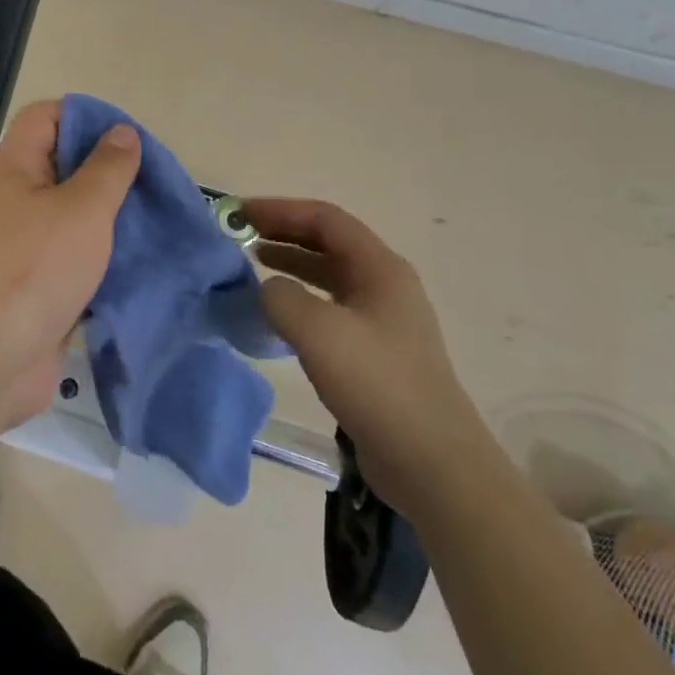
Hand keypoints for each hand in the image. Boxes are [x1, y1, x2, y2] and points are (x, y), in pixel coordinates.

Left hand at [0, 100, 140, 435]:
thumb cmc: (32, 269)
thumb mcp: (81, 209)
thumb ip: (107, 169)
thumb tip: (122, 133)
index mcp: (15, 167)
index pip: (47, 117)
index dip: (86, 117)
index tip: (130, 139)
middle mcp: (16, 200)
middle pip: (65, 167)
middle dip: (110, 172)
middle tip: (155, 183)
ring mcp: (25, 246)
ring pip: (75, 217)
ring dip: (112, 220)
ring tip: (157, 221)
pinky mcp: (38, 287)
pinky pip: (76, 259)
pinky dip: (105, 259)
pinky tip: (141, 263)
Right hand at [250, 199, 472, 518]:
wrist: (433, 464)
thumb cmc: (378, 386)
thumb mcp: (319, 333)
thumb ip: (282, 298)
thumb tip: (267, 289)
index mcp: (380, 267)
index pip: (325, 219)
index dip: (281, 210)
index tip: (241, 214)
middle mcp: (385, 284)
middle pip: (329, 243)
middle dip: (284, 234)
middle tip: (241, 237)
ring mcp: (383, 320)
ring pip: (330, 276)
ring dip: (292, 265)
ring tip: (253, 266)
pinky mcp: (377, 353)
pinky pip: (332, 309)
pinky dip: (302, 301)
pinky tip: (278, 317)